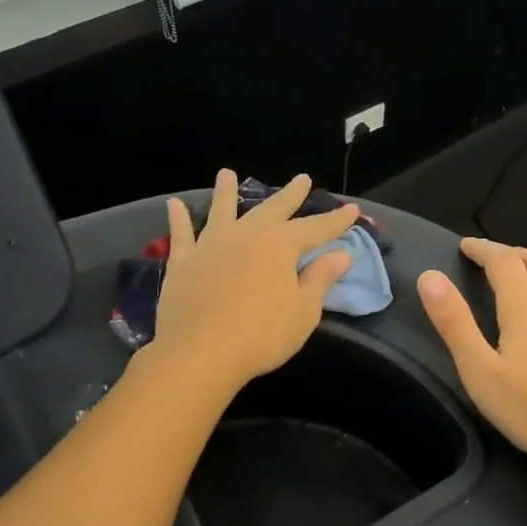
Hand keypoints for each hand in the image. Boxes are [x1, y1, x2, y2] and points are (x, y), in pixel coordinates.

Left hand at [153, 171, 359, 393]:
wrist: (201, 352)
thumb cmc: (262, 335)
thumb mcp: (303, 311)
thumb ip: (320, 279)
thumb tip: (341, 255)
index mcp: (281, 244)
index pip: (316, 228)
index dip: (336, 220)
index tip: (352, 210)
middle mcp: (246, 234)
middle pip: (272, 209)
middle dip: (290, 195)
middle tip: (302, 179)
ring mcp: (211, 245)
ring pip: (222, 210)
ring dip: (226, 191)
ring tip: (226, 173)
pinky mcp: (183, 262)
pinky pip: (182, 234)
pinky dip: (179, 218)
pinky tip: (174, 204)